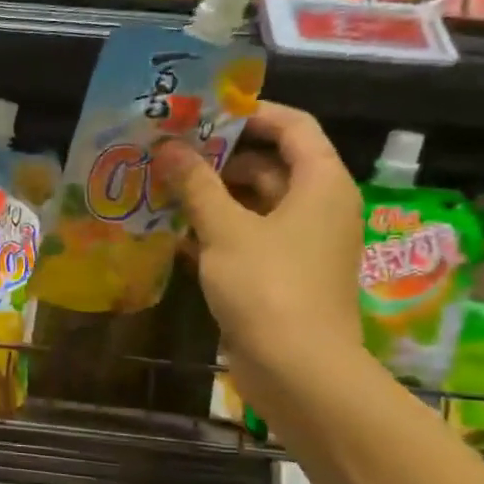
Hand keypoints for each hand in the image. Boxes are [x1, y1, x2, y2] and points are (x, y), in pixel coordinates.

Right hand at [153, 102, 364, 419]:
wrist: (298, 370)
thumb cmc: (268, 286)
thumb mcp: (226, 229)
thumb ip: (196, 184)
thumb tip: (169, 147)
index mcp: (321, 184)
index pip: (294, 127)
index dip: (251, 113)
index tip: (202, 113)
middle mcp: (318, 207)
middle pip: (270, 164)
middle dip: (219, 157)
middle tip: (169, 152)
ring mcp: (301, 244)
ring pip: (255, 204)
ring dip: (212, 196)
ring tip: (162, 187)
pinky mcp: (282, 275)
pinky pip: (248, 238)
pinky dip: (216, 231)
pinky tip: (172, 232)